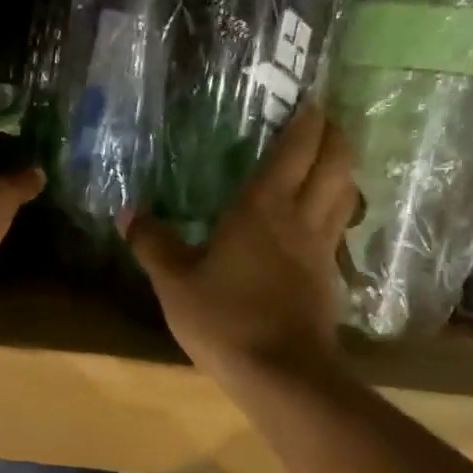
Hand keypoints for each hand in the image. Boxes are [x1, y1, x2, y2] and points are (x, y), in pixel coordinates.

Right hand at [126, 104, 357, 381]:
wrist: (281, 374)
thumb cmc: (224, 319)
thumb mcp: (174, 282)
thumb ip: (153, 244)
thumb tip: (126, 212)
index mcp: (263, 208)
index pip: (296, 150)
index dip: (308, 120)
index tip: (312, 98)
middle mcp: (301, 219)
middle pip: (336, 164)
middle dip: (336, 136)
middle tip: (327, 120)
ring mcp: (321, 250)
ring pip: (345, 196)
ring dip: (343, 171)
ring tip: (330, 162)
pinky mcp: (329, 280)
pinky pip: (338, 231)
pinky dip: (336, 212)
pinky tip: (320, 223)